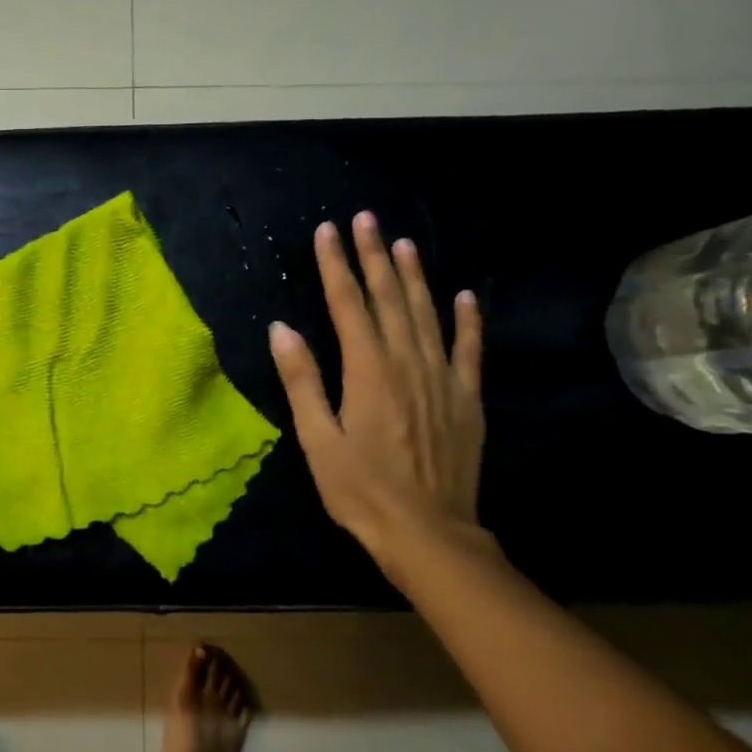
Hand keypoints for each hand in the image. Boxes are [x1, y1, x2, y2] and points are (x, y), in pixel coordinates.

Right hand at [269, 212, 484, 559]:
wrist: (427, 532)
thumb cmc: (360, 489)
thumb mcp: (317, 439)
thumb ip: (302, 380)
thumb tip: (282, 328)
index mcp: (368, 372)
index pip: (349, 305)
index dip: (336, 266)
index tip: (328, 231)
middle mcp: (408, 364)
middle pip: (389, 299)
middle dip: (374, 256)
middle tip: (365, 219)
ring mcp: (443, 380)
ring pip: (428, 315)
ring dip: (414, 276)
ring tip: (403, 243)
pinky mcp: (466, 400)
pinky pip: (469, 350)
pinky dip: (466, 321)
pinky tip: (464, 296)